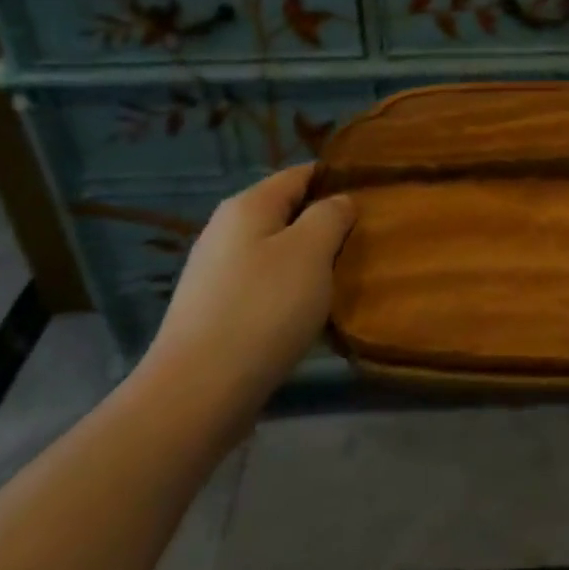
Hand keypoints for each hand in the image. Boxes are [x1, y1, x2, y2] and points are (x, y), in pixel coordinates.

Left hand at [144, 166, 354, 407]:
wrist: (196, 395)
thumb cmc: (262, 309)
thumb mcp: (311, 251)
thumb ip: (330, 215)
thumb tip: (338, 201)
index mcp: (248, 205)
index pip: (300, 174)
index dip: (336, 180)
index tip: (372, 196)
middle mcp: (226, 231)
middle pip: (287, 213)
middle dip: (324, 225)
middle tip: (364, 243)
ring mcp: (215, 273)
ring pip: (276, 252)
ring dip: (308, 262)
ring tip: (343, 280)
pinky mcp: (214, 312)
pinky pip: (263, 287)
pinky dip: (289, 293)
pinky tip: (307, 315)